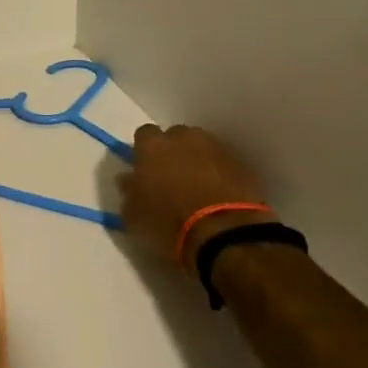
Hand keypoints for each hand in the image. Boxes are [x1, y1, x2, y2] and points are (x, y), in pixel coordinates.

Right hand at [121, 123, 269, 266]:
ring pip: (202, 146)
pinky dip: (219, 172)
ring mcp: (215, 147)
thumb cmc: (168, 223)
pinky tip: (217, 192)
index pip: (144, 134)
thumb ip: (128, 191)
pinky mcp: (240, 162)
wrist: (223, 232)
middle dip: (173, 151)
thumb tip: (127, 179)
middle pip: (175, 136)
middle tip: (172, 177)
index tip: (146, 168)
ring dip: (198, 159)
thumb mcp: (133, 215)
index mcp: (153, 146)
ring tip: (198, 185)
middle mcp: (184, 138)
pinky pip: (223, 161)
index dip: (145, 151)